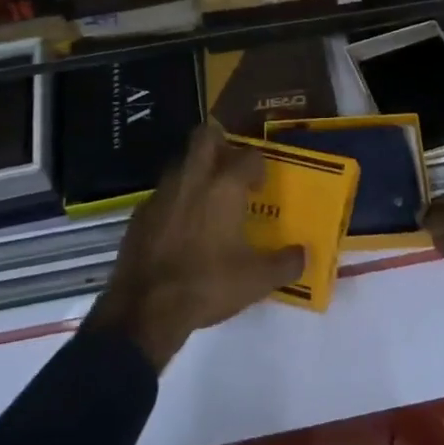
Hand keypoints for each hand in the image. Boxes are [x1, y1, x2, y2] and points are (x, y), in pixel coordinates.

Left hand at [86, 125, 305, 371]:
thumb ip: (285, 264)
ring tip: (207, 199)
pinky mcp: (140, 212)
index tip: (259, 187)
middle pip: (205, 136)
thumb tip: (303, 254)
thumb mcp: (256, 280)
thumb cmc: (207, 284)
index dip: (258, 166)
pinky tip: (180, 227)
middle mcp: (193, 178)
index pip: (248, 155)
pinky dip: (174, 201)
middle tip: (230, 167)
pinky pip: (163, 193)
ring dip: (196, 171)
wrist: (144, 308)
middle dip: (220, 142)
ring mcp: (162, 192)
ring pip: (181, 162)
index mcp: (224, 186)